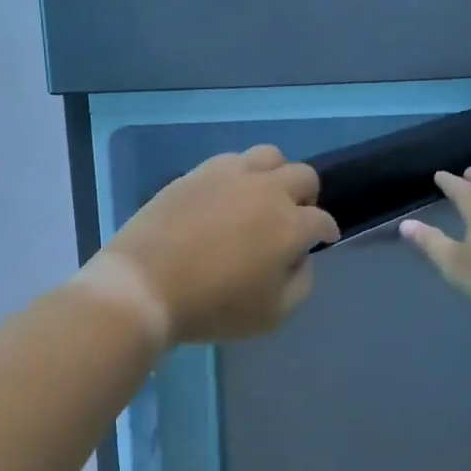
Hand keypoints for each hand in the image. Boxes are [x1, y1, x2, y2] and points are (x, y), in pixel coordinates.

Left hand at [84, 145, 340, 346]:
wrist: (144, 286)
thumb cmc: (212, 307)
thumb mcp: (272, 314)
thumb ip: (300, 283)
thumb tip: (301, 258)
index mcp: (290, 225)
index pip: (322, 220)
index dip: (326, 233)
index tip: (322, 241)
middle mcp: (267, 190)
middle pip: (303, 176)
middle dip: (307, 197)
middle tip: (294, 219)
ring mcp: (230, 175)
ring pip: (270, 156)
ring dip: (276, 175)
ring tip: (262, 197)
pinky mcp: (197, 172)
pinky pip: (231, 159)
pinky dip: (240, 173)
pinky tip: (228, 194)